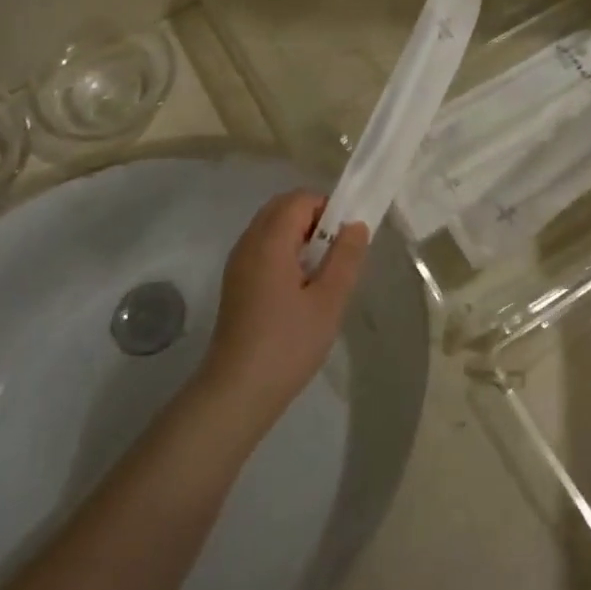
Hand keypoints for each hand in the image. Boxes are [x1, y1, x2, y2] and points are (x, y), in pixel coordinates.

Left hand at [201, 192, 367, 424]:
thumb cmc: (288, 344)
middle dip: (314, 219)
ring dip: (298, 236)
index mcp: (269, 241)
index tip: (347, 239)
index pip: (300, 199)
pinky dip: (283, 251)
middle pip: (282, 208)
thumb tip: (355, 225)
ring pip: (271, 228)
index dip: (328, 208)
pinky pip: (262, 248)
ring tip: (321, 273)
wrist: (237, 390)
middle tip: (337, 254)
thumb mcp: (328, 301)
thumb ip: (345, 257)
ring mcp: (238, 263)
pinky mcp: (235, 282)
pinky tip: (299, 288)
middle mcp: (248, 242)